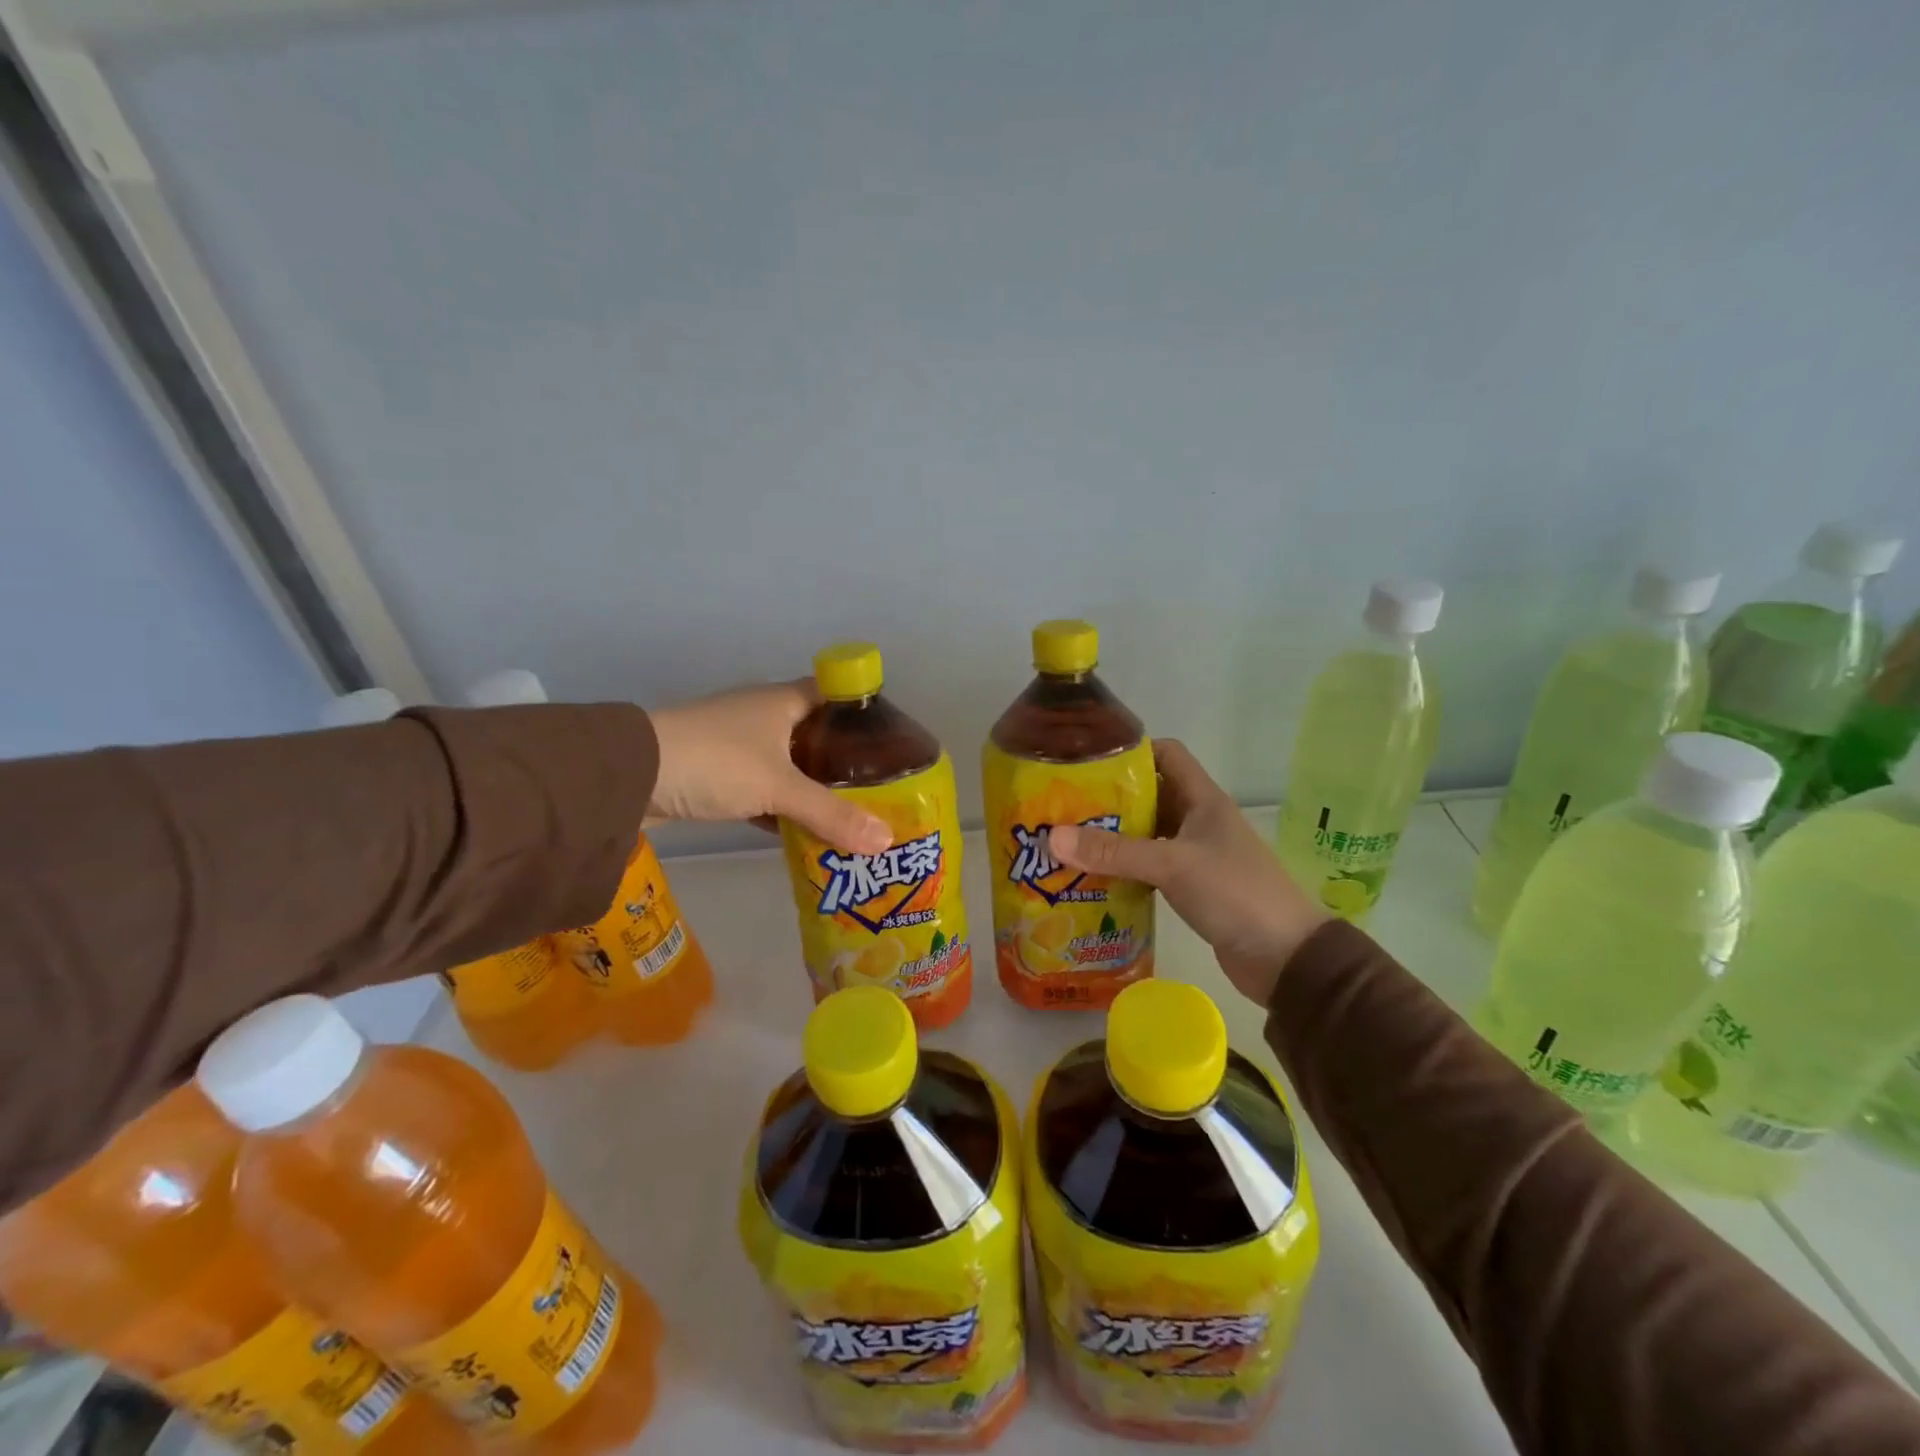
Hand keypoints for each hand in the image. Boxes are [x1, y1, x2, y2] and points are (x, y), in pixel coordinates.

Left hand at [647, 682, 891, 854]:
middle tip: (879, 789)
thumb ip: (832, 814)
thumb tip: (886, 841)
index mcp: (782, 701)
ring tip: (851, 813)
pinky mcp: (717, 774)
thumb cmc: (716, 762)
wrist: (630, 776)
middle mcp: (763, 715)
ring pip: (789, 764)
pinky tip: (803, 831)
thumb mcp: (779, 787)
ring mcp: (737, 745)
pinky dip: (783, 807)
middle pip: (815, 733)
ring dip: (813, 787)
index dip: (862, 712)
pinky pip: (763, 789)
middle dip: (844, 760)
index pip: (834, 694)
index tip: (891, 741)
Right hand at [1049, 740, 1326, 1006]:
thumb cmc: (1236, 894)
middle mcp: (1197, 820)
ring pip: (1146, 833)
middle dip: (1108, 798)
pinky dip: (1124, 868)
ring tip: (1067, 840)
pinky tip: (1092, 877)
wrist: (1286, 958)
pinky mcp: (1191, 886)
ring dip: (1113, 836)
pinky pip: (1149, 866)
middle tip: (1063, 805)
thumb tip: (1052, 838)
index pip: (1166, 754)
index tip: (1087, 761)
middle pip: (1148, 795)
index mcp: (1203, 799)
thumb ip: (1114, 852)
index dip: (1131, 751)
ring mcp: (1195, 854)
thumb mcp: (1172, 866)